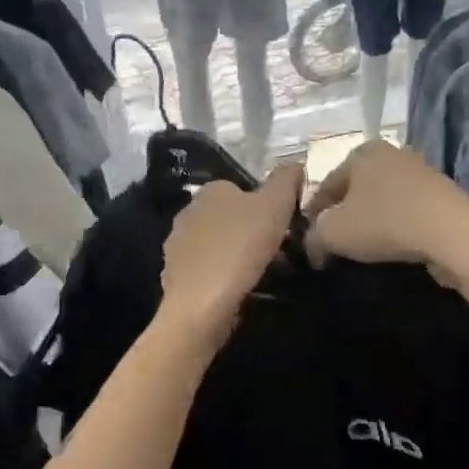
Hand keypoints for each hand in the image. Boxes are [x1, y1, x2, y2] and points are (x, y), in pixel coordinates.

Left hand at [159, 166, 304, 344]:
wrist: (202, 304)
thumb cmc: (241, 247)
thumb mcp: (275, 205)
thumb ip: (286, 180)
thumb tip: (295, 164)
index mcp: (211, 190)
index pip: (244, 189)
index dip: (268, 207)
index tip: (286, 228)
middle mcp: (189, 211)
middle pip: (231, 218)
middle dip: (255, 233)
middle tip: (281, 254)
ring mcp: (178, 245)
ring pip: (220, 244)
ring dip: (240, 255)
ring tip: (266, 276)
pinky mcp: (174, 276)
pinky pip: (208, 270)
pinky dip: (224, 277)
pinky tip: (241, 291)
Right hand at [305, 140, 468, 285]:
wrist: (453, 232)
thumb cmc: (385, 223)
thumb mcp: (334, 233)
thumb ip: (313, 237)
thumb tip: (313, 244)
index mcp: (361, 152)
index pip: (325, 185)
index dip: (312, 215)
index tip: (310, 242)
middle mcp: (390, 153)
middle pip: (355, 189)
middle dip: (343, 215)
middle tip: (335, 244)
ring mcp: (420, 171)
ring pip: (382, 199)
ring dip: (371, 221)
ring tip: (364, 248)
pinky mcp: (442, 193)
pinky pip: (407, 210)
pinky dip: (396, 225)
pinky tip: (394, 245)